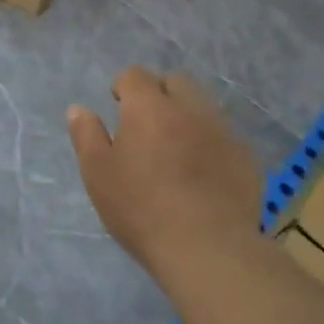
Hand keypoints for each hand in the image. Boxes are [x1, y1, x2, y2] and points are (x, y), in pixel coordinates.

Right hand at [68, 66, 262, 287]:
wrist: (208, 249)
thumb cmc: (142, 209)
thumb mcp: (99, 174)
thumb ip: (86, 135)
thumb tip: (77, 108)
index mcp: (149, 105)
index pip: (135, 74)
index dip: (124, 87)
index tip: (119, 107)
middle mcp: (188, 107)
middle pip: (175, 81)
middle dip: (160, 92)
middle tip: (148, 125)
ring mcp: (222, 130)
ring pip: (203, 106)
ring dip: (188, 116)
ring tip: (177, 150)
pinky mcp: (245, 156)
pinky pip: (224, 136)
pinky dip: (211, 144)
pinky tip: (205, 174)